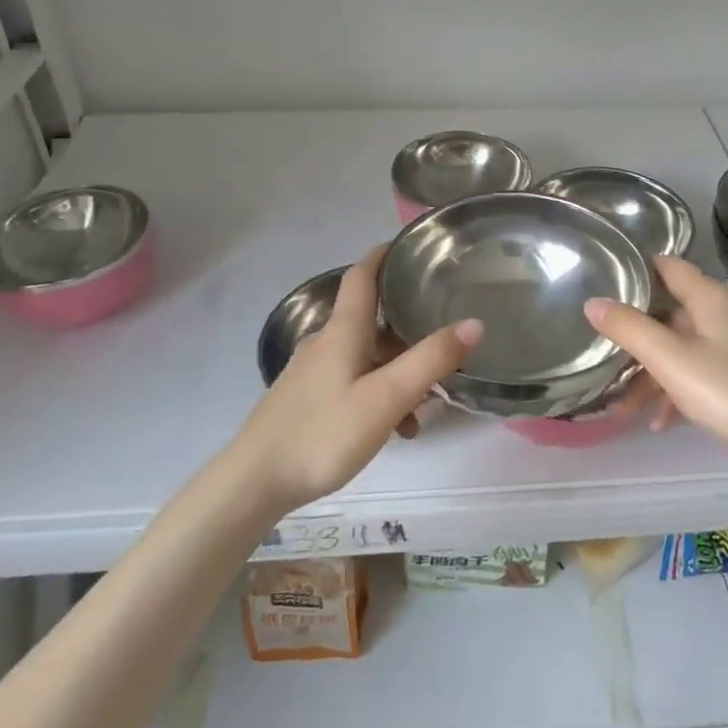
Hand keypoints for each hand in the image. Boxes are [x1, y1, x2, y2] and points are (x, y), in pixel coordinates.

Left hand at [231, 247, 480, 511]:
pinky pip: (353, 383)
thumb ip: (430, 360)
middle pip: (370, 320)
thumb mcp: (386, 398)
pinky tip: (395, 430)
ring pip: (365, 357)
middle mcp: (325, 343)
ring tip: (427, 403)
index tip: (409, 245)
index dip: (383, 255)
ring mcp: (312, 374)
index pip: (361, 276)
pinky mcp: (306, 401)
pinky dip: (379, 395)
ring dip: (398, 370)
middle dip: (407, 325)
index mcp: (342, 332)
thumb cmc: (322, 434)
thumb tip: (474, 322)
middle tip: (443, 332)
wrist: (253, 483)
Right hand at [585, 256, 727, 492]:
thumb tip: (592, 302)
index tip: (603, 280)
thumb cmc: (726, 390)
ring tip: (622, 406)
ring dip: (649, 374)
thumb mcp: (669, 359)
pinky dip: (672, 393)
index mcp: (708, 298)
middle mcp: (720, 316)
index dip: (637, 269)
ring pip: (678, 349)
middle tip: (601, 347)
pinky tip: (658, 423)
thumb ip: (628, 328)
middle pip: (668, 313)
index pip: (667, 266)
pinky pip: (693, 377)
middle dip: (634, 333)